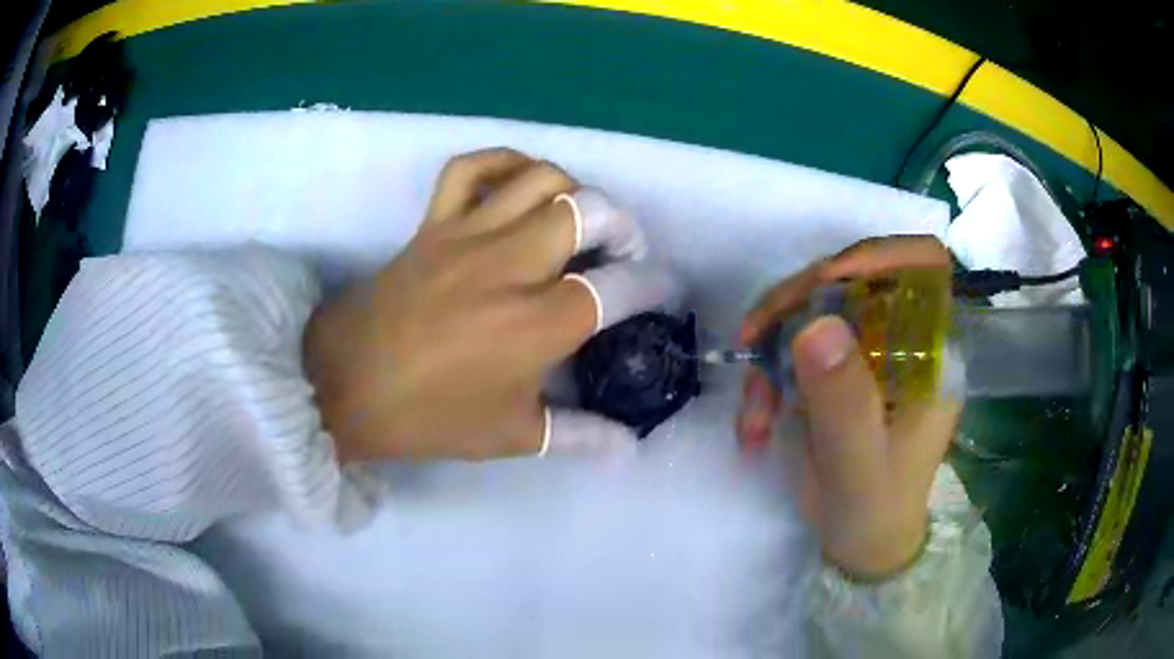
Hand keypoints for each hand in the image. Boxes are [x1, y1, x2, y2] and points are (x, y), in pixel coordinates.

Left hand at [304, 148, 675, 462]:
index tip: (660, 289)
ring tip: (576, 218)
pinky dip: (503, 164)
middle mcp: (511, 267)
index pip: (617, 288)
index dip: (652, 285)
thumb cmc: (429, 417)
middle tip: (621, 251)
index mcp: (537, 325)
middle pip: (588, 211)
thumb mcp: (511, 436)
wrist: (345, 386)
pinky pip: (471, 169)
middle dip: (622, 225)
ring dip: (573, 191)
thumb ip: (579, 434)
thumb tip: (627, 445)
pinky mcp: (433, 223)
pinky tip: (518, 185)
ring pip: (540, 179)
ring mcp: (468, 235)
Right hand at [737, 236, 960, 579]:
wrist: (859, 539)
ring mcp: (867, 347)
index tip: (825, 282)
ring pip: (812, 305)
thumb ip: (845, 403)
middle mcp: (903, 336)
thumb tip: (815, 325)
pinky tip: (755, 421)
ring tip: (754, 409)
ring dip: (771, 346)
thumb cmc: (874, 508)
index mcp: (932, 351)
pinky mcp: (836, 363)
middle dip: (798, 303)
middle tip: (755, 340)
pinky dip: (764, 373)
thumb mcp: (858, 465)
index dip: (879, 254)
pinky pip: (791, 339)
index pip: (924, 265)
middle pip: (853, 275)